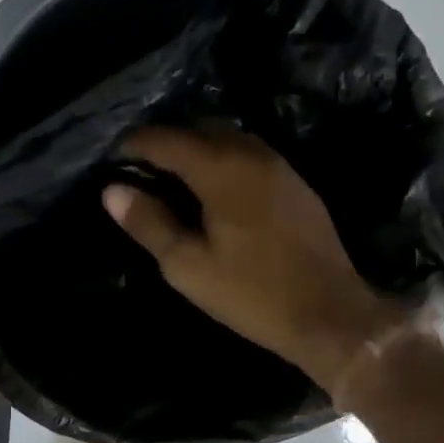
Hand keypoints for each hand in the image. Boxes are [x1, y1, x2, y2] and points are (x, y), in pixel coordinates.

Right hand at [102, 127, 403, 390]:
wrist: (331, 314)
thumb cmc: (252, 294)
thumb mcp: (188, 266)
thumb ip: (148, 223)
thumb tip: (112, 191)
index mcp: (221, 169)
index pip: (167, 139)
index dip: (135, 145)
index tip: (113, 158)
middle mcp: (252, 154)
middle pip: (200, 128)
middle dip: (167, 141)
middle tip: (142, 169)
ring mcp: (279, 166)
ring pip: (229, 138)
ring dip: (198, 149)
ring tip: (174, 179)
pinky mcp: (296, 183)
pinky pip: (249, 154)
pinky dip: (223, 160)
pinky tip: (214, 192)